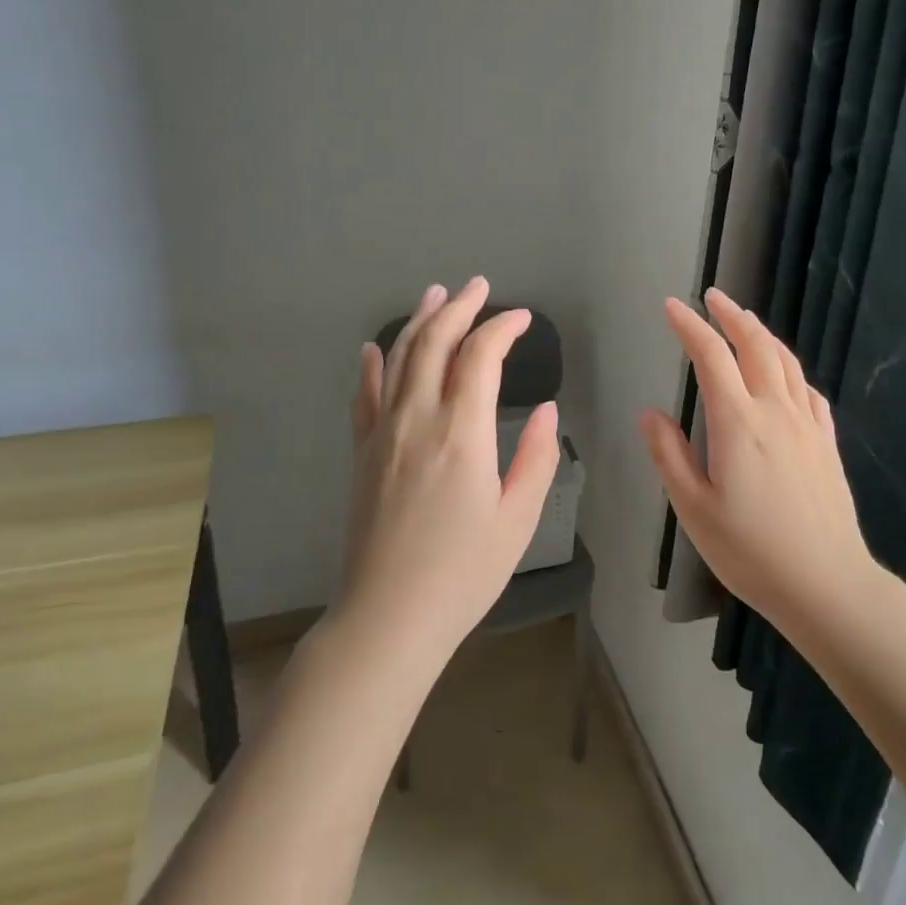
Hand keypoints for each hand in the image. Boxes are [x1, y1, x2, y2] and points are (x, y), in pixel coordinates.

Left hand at [339, 277, 559, 666]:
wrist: (388, 617)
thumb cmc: (464, 573)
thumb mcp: (517, 519)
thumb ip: (536, 458)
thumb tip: (544, 410)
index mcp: (461, 434)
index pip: (480, 357)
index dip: (502, 329)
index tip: (523, 319)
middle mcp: (417, 420)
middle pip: (434, 344)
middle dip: (459, 308)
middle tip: (478, 286)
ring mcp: (382, 434)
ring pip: (398, 360)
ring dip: (419, 322)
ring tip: (435, 295)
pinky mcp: (362, 453)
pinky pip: (363, 396)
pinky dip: (372, 366)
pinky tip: (374, 349)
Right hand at [641, 288, 874, 630]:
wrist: (827, 584)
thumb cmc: (751, 551)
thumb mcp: (694, 509)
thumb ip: (668, 455)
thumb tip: (650, 413)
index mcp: (738, 423)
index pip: (710, 357)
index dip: (689, 326)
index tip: (672, 306)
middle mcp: (775, 411)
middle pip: (755, 346)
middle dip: (731, 316)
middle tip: (713, 297)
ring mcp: (807, 425)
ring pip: (785, 362)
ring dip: (762, 334)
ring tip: (745, 320)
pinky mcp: (826, 443)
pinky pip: (808, 390)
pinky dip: (791, 369)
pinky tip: (786, 374)